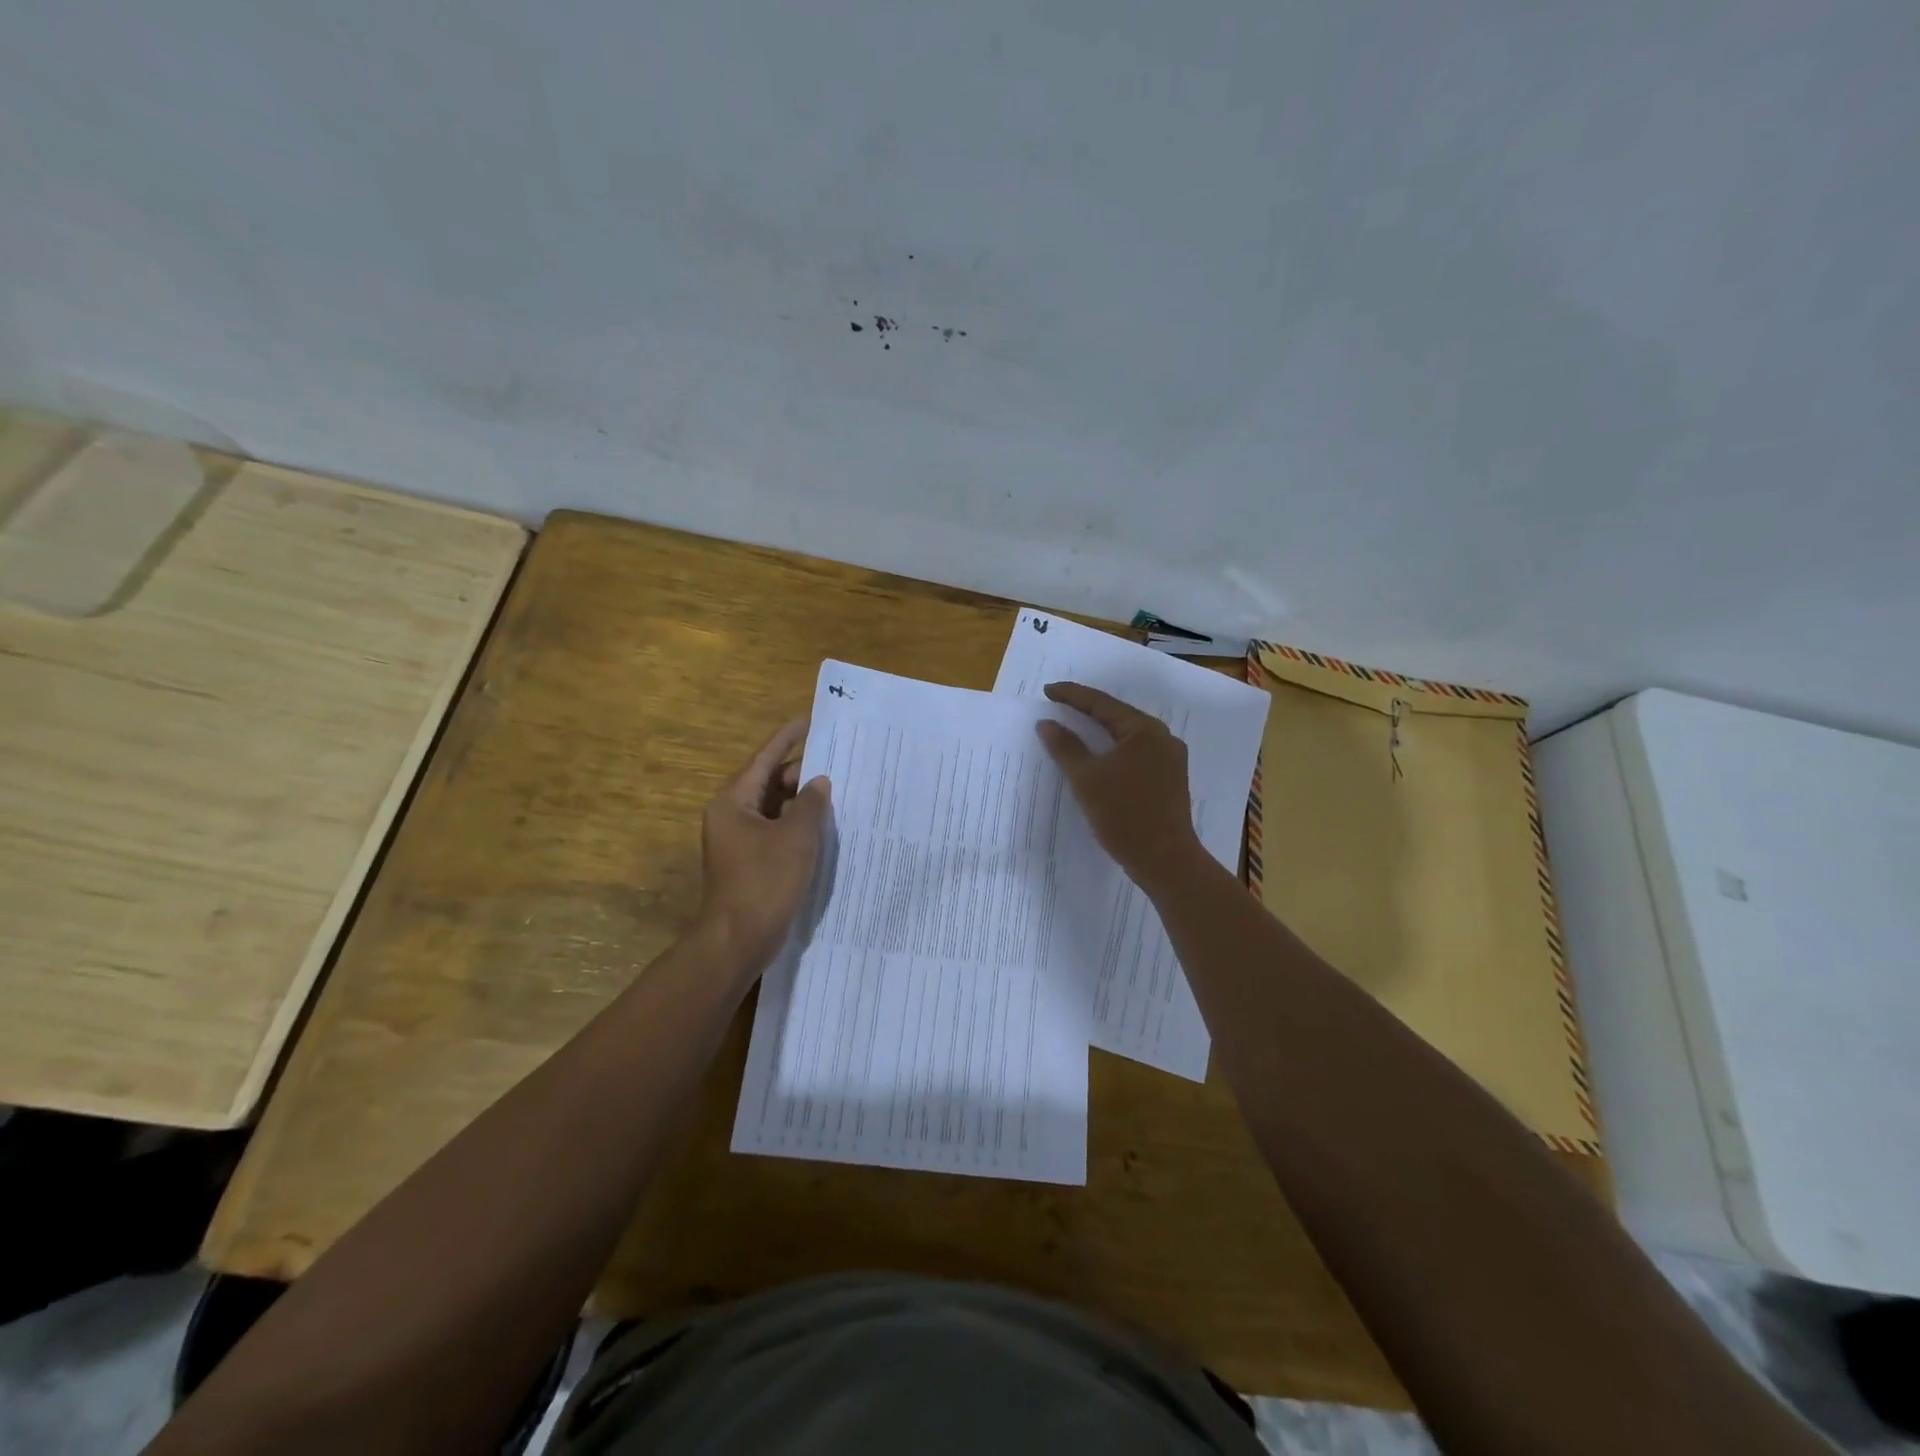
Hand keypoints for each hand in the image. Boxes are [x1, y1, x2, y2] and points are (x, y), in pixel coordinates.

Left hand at [696, 720, 830, 977]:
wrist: (738, 940)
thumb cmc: (764, 882)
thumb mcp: (796, 838)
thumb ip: (811, 805)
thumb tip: (818, 782)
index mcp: (734, 803)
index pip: (764, 760)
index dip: (788, 738)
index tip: (810, 721)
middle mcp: (732, 816)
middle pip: (769, 783)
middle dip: (800, 773)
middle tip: (835, 760)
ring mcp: (739, 841)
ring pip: (774, 809)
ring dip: (801, 801)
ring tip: (835, 790)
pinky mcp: (750, 862)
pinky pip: (776, 831)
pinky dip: (796, 825)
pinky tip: (823, 826)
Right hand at [1035, 682, 1201, 889]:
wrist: (1165, 860)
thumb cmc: (1124, 814)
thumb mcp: (1087, 779)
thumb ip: (1065, 747)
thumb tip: (1047, 723)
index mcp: (1144, 730)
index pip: (1102, 703)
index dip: (1072, 696)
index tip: (1047, 691)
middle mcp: (1162, 739)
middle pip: (1117, 717)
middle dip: (1086, 711)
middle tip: (1058, 706)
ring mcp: (1169, 760)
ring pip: (1127, 737)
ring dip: (1100, 733)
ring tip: (1073, 729)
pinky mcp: (1169, 780)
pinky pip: (1135, 755)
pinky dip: (1112, 752)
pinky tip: (1097, 758)